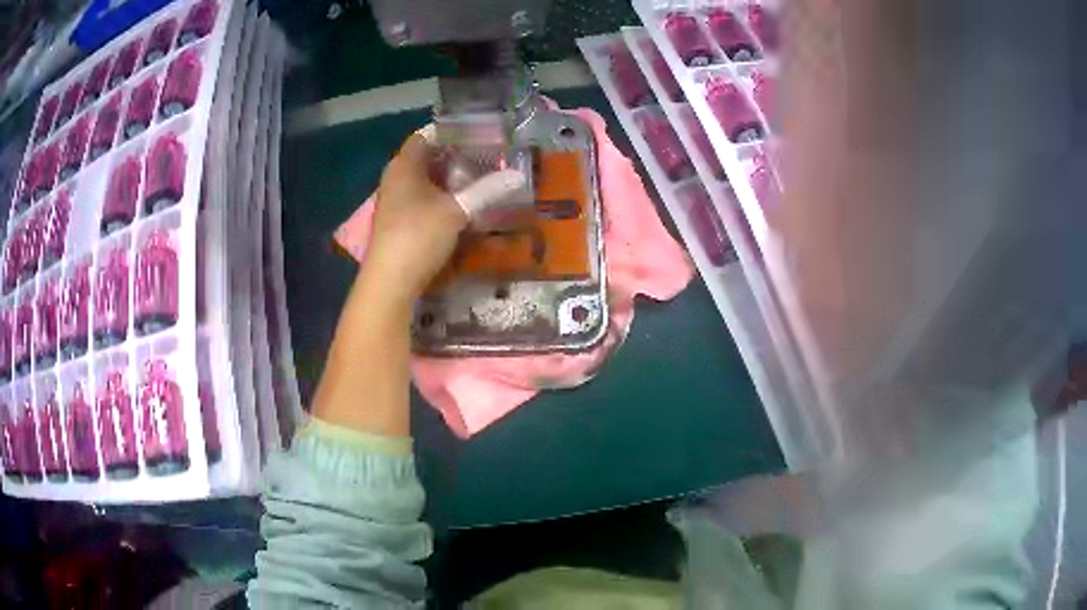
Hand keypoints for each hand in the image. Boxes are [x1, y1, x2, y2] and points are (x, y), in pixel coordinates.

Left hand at [363, 129, 526, 304]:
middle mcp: (395, 177)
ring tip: (478, 180)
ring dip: (448, 180)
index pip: (426, 135)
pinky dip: (439, 198)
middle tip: (485, 158)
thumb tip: (518, 175)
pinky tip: (459, 207)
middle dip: (454, 157)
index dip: (451, 133)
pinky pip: (421, 199)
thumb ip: (487, 190)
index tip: (478, 136)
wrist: (390, 282)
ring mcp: (394, 201)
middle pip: (426, 158)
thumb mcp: (457, 210)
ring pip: (424, 181)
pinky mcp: (397, 222)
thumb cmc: (419, 235)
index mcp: (405, 165)